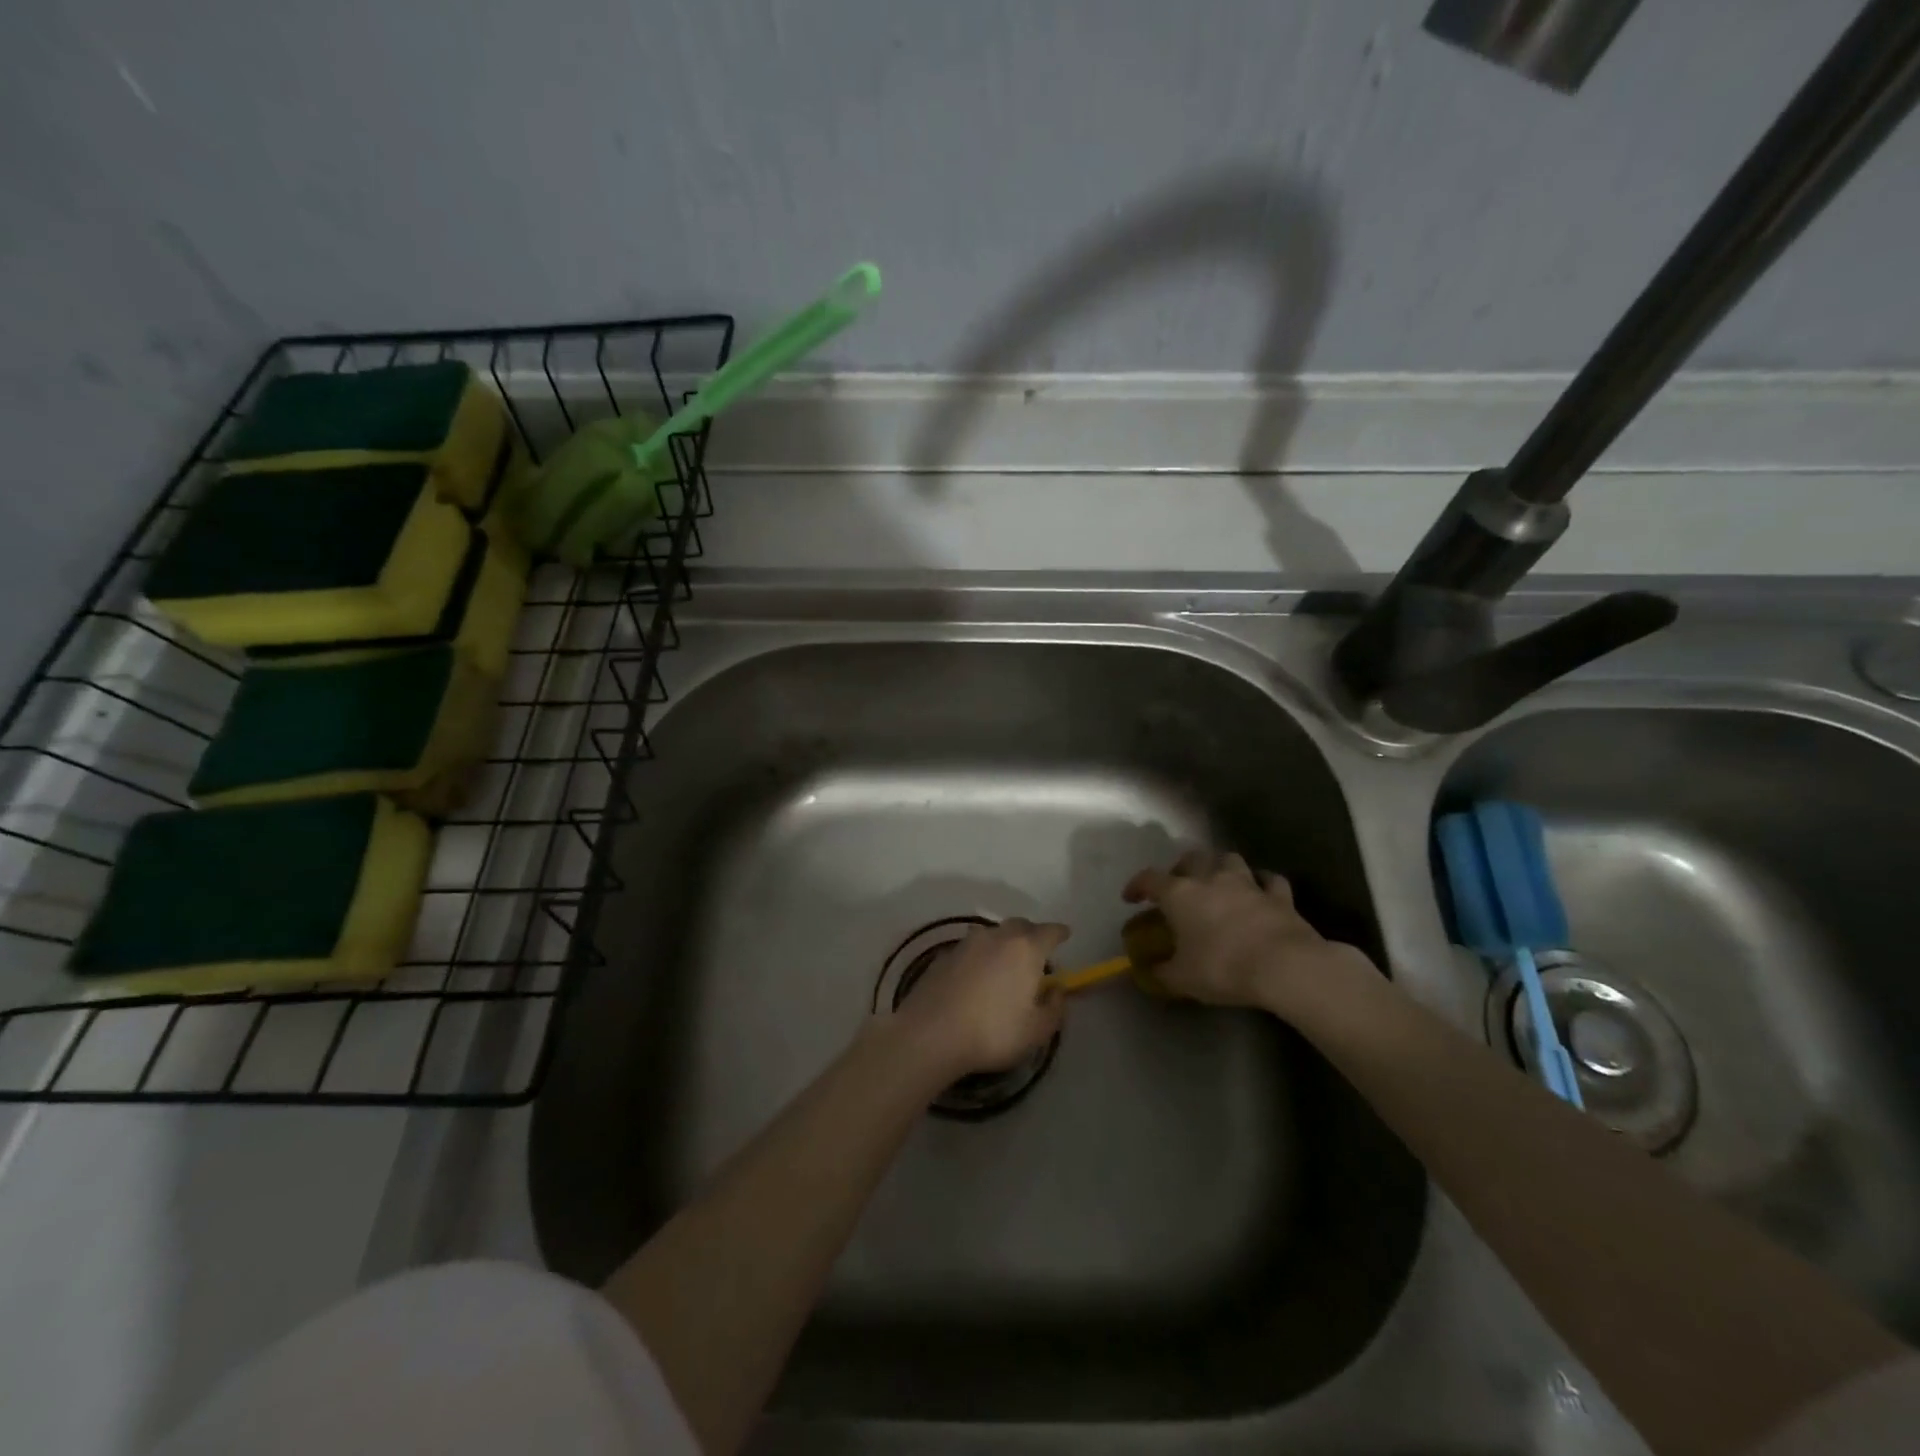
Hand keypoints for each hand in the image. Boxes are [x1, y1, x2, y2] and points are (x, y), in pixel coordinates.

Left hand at [883, 918, 1067, 1078]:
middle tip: (1036, 951)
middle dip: (1032, 934)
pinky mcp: (945, 955)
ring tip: (1006, 963)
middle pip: (1020, 926)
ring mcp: (967, 943)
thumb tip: (1056, 990)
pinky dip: (981, 956)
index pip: (1049, 931)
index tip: (1065, 935)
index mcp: (1026, 948)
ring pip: (993, 934)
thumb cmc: (993, 1032)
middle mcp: (997, 936)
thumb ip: (1054, 1008)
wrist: (931, 1033)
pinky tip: (977, 976)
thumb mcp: (1036, 1031)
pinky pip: (971, 948)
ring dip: (1004, 943)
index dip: (1060, 933)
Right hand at [1123, 851, 1375, 1015]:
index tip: (1131, 898)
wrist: (1284, 966)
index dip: (1137, 885)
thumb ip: (1162, 972)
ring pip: (1230, 860)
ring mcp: (1248, 884)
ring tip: (1219, 882)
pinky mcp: (1279, 896)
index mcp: (1180, 894)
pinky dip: (1263, 883)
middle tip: (1179, 885)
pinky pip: (1269, 880)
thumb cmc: (1222, 967)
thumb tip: (1149, 972)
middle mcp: (1211, 879)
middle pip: (1191, 858)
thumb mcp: (1183, 978)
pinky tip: (1261, 890)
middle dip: (1181, 868)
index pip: (1149, 879)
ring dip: (1221, 867)